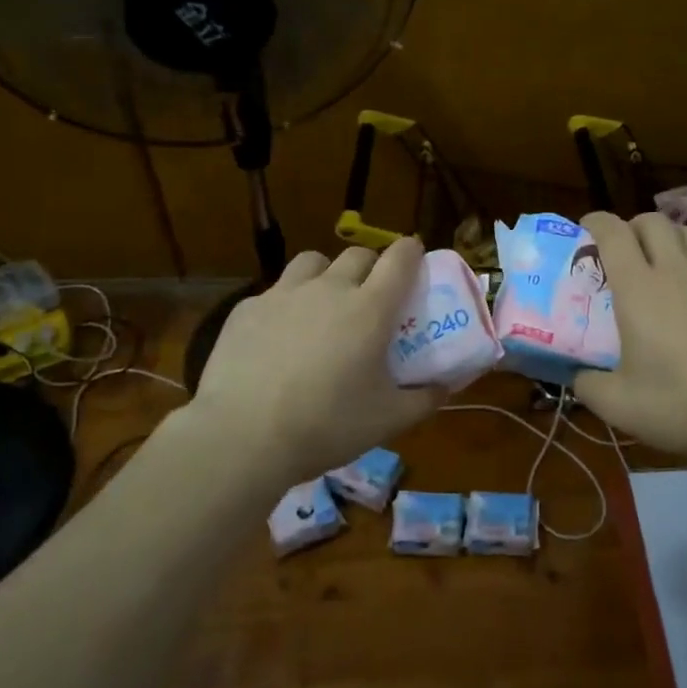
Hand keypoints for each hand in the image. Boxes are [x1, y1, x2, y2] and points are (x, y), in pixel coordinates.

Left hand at [188, 237, 444, 481]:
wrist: (242, 436)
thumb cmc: (327, 425)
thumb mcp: (388, 420)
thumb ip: (423, 399)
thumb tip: (444, 388)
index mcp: (370, 308)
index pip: (400, 258)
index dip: (411, 251)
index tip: (415, 257)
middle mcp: (329, 288)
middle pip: (357, 255)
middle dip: (371, 266)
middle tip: (371, 294)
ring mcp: (284, 294)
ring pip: (312, 262)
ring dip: (326, 274)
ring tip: (323, 304)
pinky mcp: (247, 309)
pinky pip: (274, 292)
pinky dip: (285, 305)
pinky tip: (278, 337)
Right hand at [572, 212, 686, 459]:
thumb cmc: (682, 405)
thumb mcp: (618, 405)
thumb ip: (588, 385)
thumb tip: (578, 377)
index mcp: (639, 288)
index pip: (613, 232)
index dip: (596, 221)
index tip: (586, 228)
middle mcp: (678, 271)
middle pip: (654, 222)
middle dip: (634, 227)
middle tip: (625, 251)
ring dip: (672, 238)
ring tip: (665, 263)